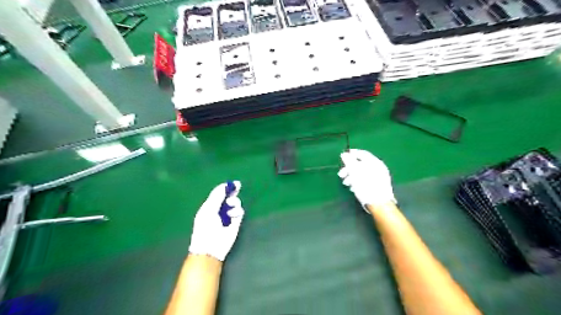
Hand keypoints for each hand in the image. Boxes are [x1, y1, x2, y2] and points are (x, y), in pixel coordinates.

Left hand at [189, 180, 243, 261]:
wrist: (211, 246)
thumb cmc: (206, 227)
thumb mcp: (209, 208)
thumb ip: (217, 196)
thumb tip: (225, 185)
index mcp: (210, 205)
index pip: (219, 193)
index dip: (225, 188)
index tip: (233, 183)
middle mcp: (219, 209)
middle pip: (228, 196)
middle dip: (232, 192)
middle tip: (237, 187)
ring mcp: (228, 216)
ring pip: (235, 203)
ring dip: (234, 202)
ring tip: (230, 206)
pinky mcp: (236, 222)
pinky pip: (240, 212)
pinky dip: (238, 211)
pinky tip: (233, 215)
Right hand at [338, 149, 392, 210]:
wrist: (378, 203)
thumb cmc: (365, 186)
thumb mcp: (354, 172)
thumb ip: (349, 161)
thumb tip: (344, 154)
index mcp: (374, 162)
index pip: (362, 153)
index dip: (351, 154)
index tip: (342, 157)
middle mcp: (378, 167)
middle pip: (361, 164)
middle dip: (349, 169)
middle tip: (341, 174)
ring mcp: (379, 177)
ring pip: (362, 173)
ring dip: (352, 176)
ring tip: (346, 183)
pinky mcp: (378, 186)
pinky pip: (366, 180)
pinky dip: (358, 182)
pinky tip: (353, 188)